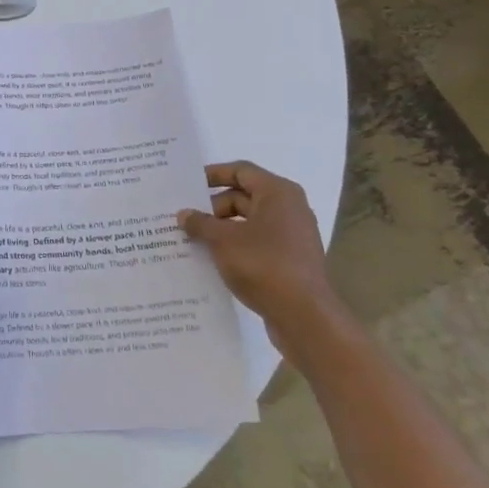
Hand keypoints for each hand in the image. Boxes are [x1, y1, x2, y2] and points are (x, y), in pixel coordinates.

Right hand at [178, 160, 342, 356]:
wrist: (304, 317)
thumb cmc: (263, 265)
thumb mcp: (222, 241)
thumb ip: (200, 223)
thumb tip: (184, 214)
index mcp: (278, 193)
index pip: (241, 171)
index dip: (213, 175)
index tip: (188, 185)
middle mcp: (289, 209)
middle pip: (244, 197)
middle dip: (213, 207)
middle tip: (185, 219)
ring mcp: (293, 236)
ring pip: (249, 222)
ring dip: (222, 229)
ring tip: (193, 240)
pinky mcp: (291, 260)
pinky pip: (257, 243)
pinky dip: (236, 246)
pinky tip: (214, 260)